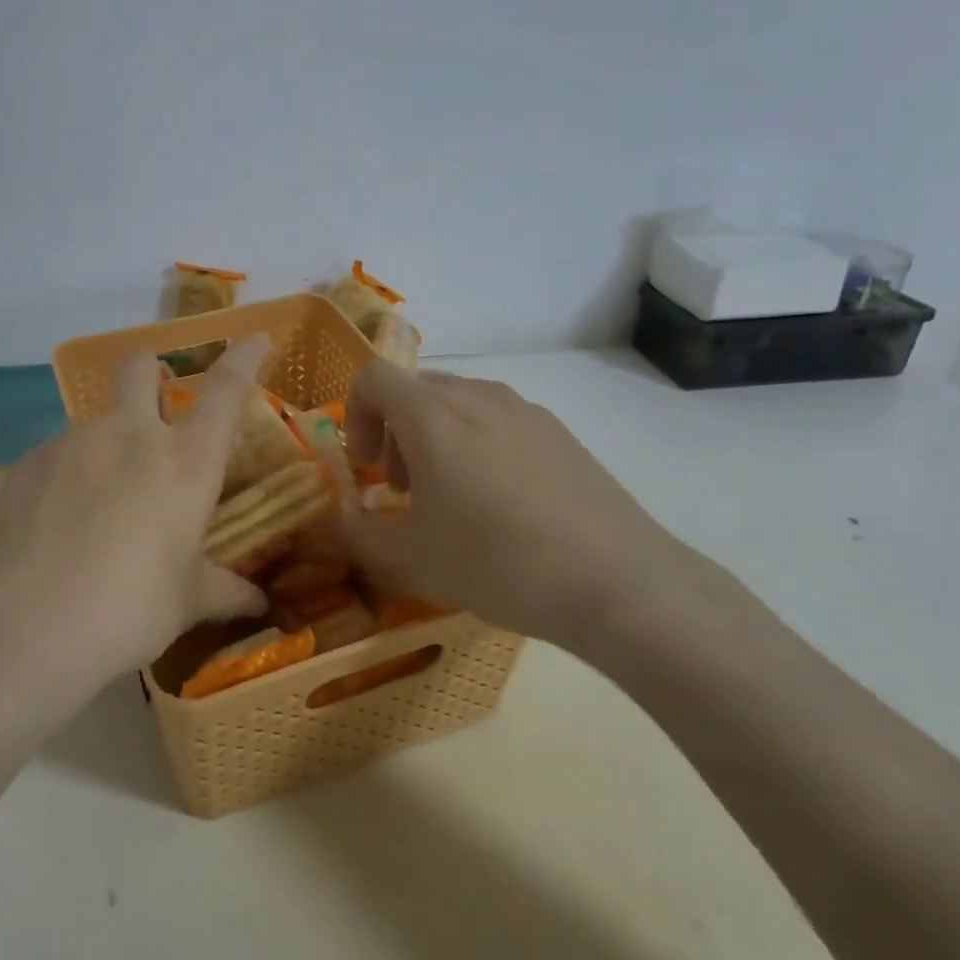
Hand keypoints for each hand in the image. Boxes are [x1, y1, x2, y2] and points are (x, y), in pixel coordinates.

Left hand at [0, 337, 271, 684]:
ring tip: (97, 506)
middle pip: (139, 367)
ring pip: (95, 422)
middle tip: (152, 404)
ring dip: (106, 446)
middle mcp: (131, 434)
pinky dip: (66, 478)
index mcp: (185, 460)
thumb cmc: (133, 608)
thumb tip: (258, 602)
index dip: (244, 357)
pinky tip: (57, 525)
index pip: (226, 389)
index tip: (255, 338)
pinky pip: (56, 458)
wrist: (33, 626)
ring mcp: (74, 442)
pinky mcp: (28, 463)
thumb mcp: (187, 601)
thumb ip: (224, 591)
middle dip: (149, 371)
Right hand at [341, 361, 714, 648]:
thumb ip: (359, 532)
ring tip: (452, 499)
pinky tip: (503, 505)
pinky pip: (498, 420)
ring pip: (457, 403)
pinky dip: (477, 445)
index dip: (355, 416)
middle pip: (414, 390)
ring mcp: (524, 409)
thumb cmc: (498, 562)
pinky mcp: (559, 431)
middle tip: (403, 490)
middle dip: (393, 433)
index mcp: (432, 415)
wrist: (618, 583)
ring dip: (434, 438)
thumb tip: (340, 517)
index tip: (366, 469)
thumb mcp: (413, 558)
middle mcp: (476, 395)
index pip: (372, 377)